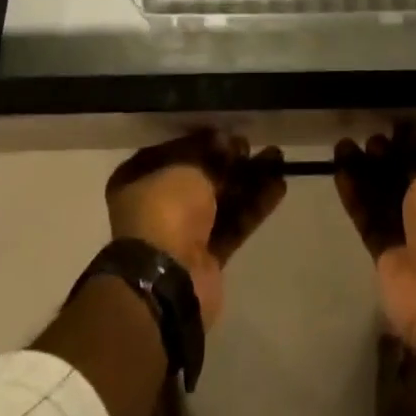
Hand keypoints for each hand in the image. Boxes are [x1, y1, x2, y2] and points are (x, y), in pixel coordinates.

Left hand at [105, 130, 285, 327]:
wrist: (165, 284)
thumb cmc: (164, 210)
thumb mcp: (187, 168)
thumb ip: (210, 155)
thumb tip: (227, 144)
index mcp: (137, 180)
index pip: (172, 150)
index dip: (200, 139)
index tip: (226, 131)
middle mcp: (156, 205)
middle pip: (199, 175)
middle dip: (228, 160)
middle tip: (252, 144)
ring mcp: (181, 235)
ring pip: (220, 199)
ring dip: (248, 180)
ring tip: (277, 158)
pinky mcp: (207, 258)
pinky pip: (233, 224)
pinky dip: (253, 206)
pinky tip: (279, 186)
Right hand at [335, 123, 415, 364]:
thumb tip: (407, 130)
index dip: (411, 142)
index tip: (390, 126)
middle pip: (404, 177)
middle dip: (385, 157)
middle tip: (368, 139)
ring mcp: (412, 234)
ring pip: (382, 196)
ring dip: (363, 172)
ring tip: (342, 146)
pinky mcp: (387, 254)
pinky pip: (368, 218)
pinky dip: (355, 196)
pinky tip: (339, 171)